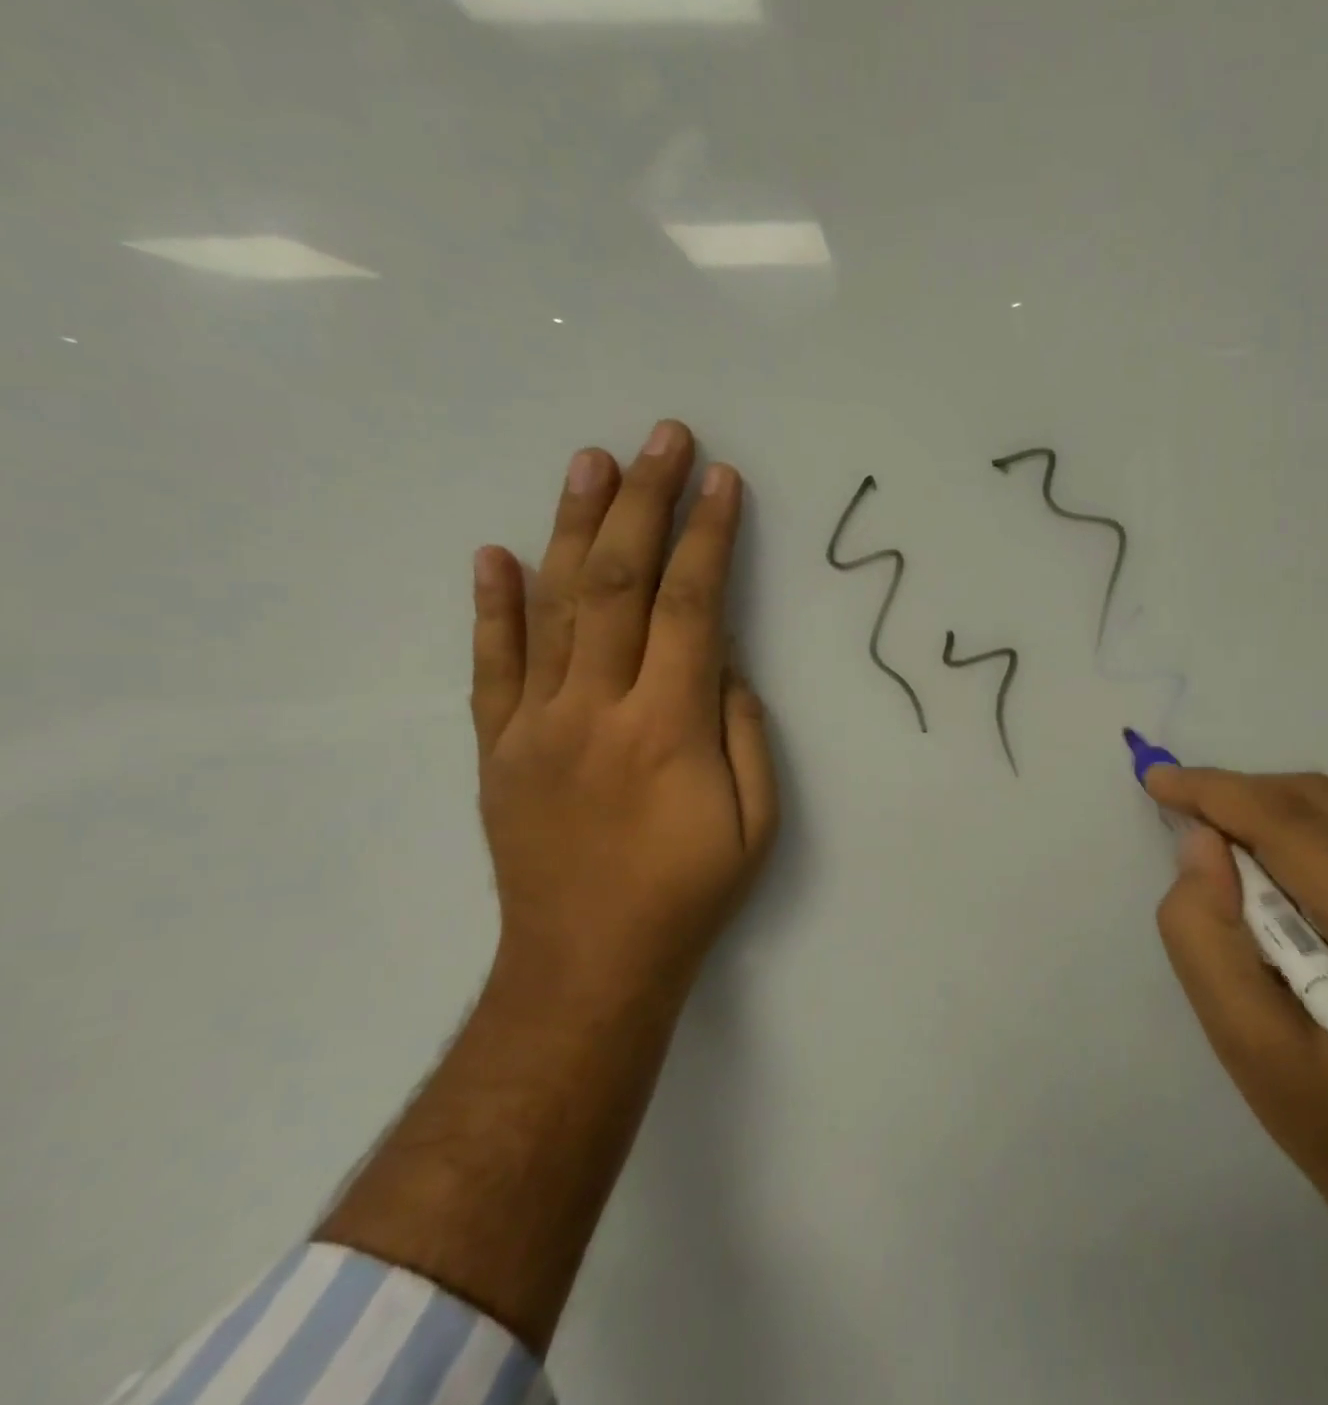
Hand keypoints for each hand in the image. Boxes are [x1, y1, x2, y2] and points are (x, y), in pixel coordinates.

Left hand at [469, 420, 778, 1001]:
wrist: (588, 966)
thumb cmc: (689, 894)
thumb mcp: (758, 823)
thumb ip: (743, 732)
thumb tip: (725, 664)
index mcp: (668, 728)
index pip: (694, 608)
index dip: (710, 538)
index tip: (724, 483)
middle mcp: (596, 709)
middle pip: (620, 584)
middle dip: (646, 503)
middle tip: (662, 438)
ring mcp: (537, 725)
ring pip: (553, 606)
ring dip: (573, 527)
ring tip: (591, 461)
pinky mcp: (499, 748)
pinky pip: (493, 665)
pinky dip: (493, 606)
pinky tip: (494, 553)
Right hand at [1146, 768, 1327, 1224]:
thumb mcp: (1246, 1048)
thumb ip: (1206, 937)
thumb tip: (1200, 842)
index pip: (1294, 827)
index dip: (1216, 793)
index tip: (1155, 778)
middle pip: (1320, 802)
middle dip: (1238, 796)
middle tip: (1178, 813)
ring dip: (1268, 810)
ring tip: (1219, 844)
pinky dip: (1304, 829)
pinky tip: (1274, 864)